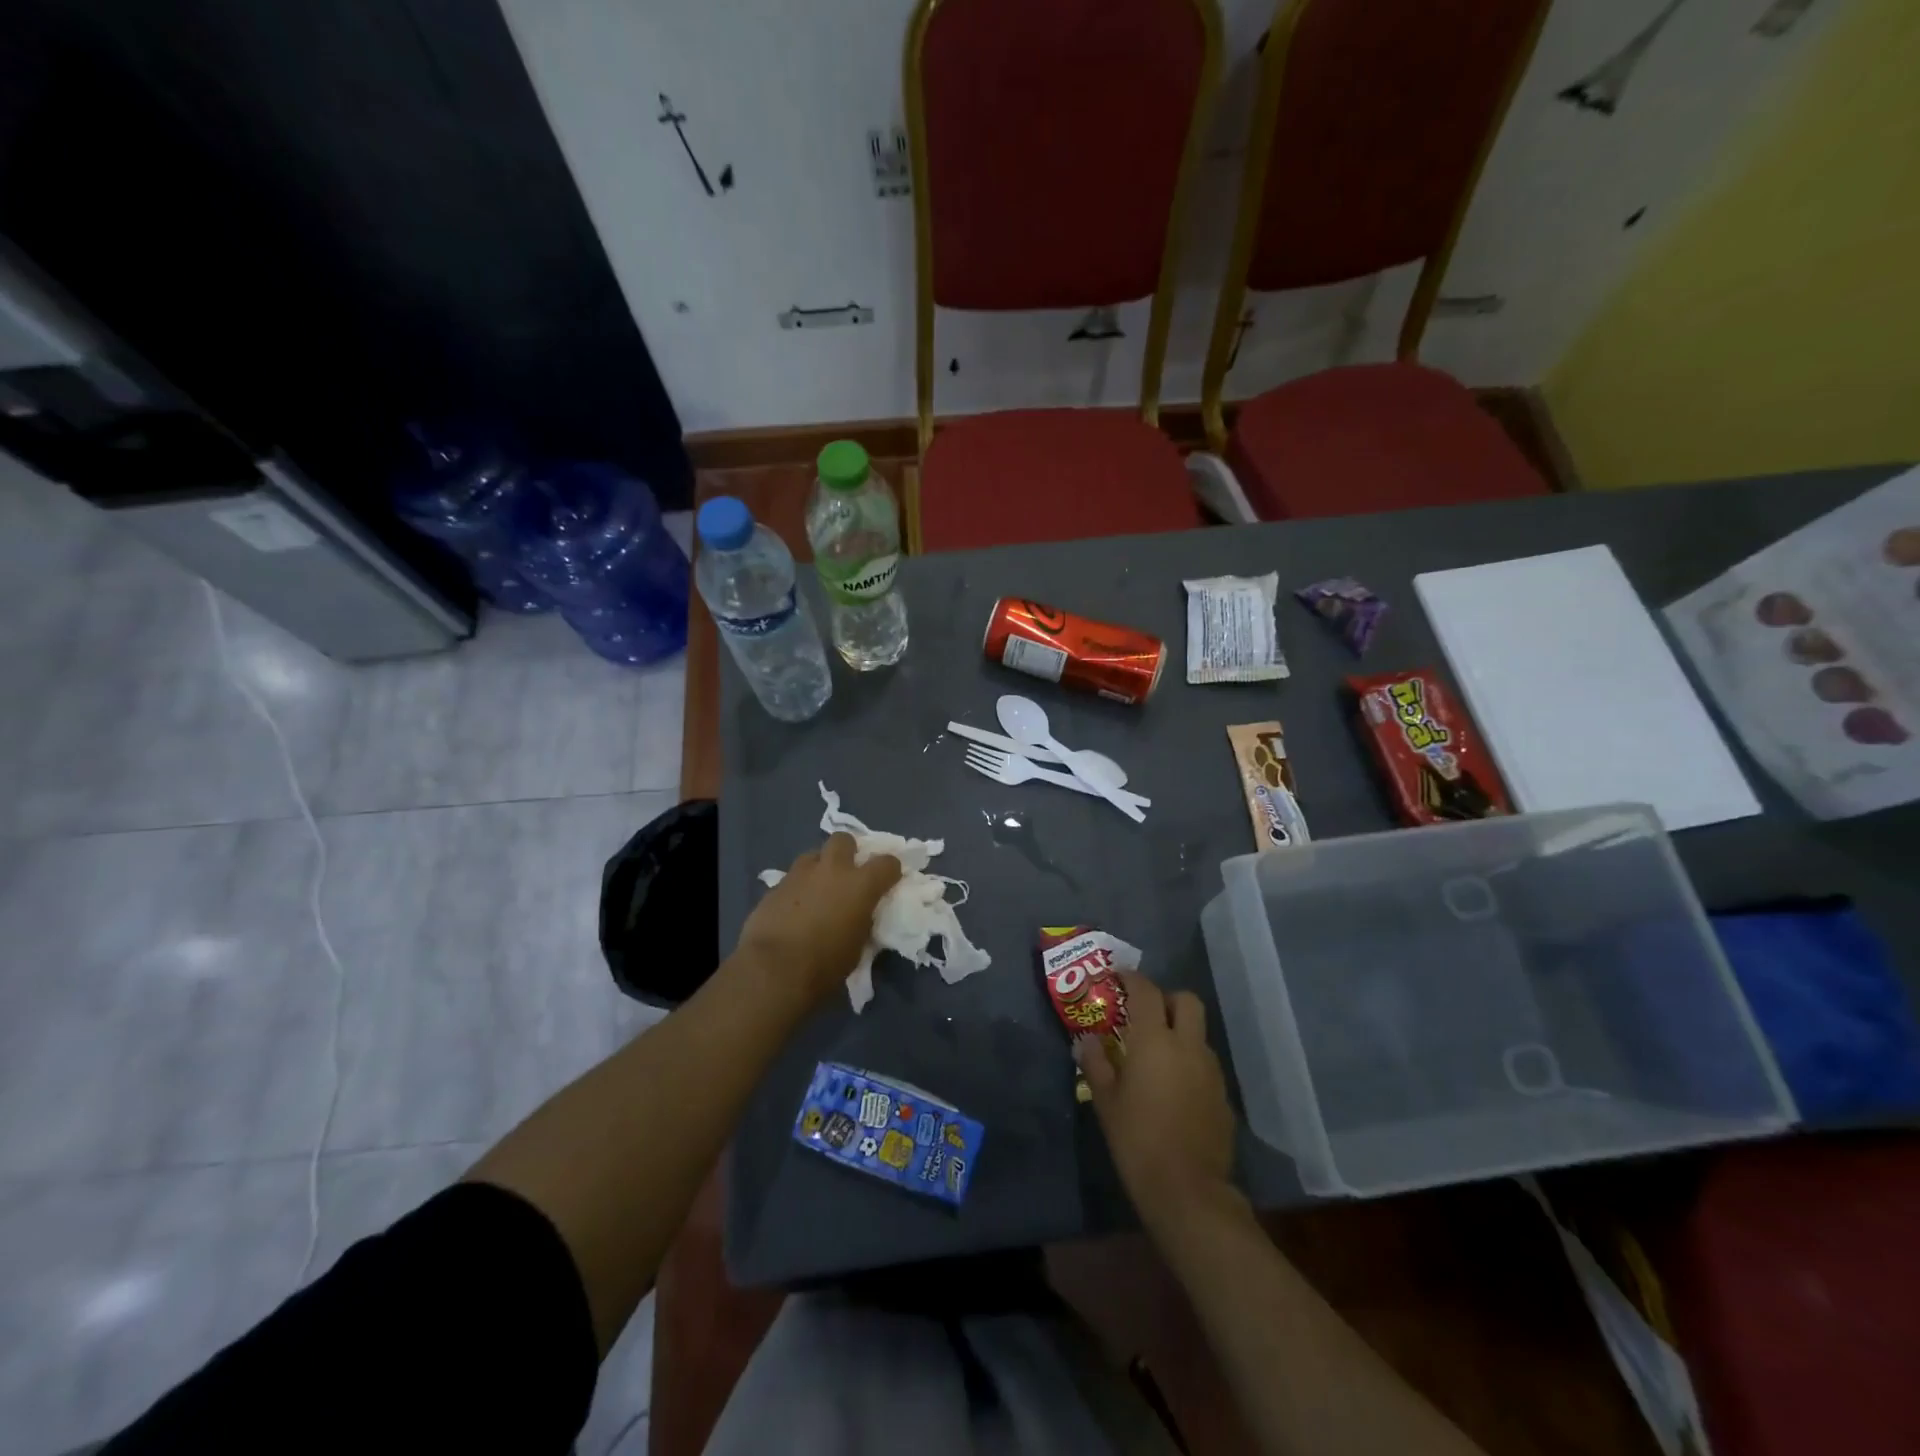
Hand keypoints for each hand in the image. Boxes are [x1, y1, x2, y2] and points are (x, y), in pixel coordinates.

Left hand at [737, 833, 900, 1004]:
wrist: (774, 969)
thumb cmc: (825, 964)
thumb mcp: (858, 945)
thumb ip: (862, 921)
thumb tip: (859, 915)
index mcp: (861, 885)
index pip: (887, 862)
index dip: (890, 870)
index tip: (888, 880)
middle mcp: (832, 870)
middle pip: (844, 839)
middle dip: (848, 851)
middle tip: (847, 873)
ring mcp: (800, 874)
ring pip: (813, 855)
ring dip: (819, 868)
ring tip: (817, 889)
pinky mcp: (775, 886)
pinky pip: (791, 878)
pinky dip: (797, 888)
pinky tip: (793, 909)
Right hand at [1078, 972, 1237, 1229]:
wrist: (1188, 1192)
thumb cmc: (1137, 1140)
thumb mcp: (1106, 1101)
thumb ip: (1097, 1063)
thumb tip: (1088, 1040)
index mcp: (1154, 1040)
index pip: (1146, 991)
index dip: (1132, 978)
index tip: (1118, 977)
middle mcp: (1188, 1046)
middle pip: (1186, 1000)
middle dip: (1166, 999)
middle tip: (1144, 1014)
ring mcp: (1211, 1070)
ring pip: (1198, 1032)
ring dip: (1180, 1031)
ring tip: (1156, 1055)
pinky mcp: (1223, 1096)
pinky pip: (1205, 1063)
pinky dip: (1190, 1061)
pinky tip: (1173, 1087)